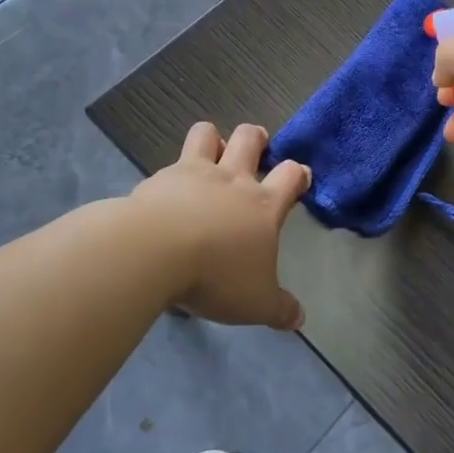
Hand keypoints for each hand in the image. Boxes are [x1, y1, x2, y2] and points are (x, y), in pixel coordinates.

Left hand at [132, 121, 310, 329]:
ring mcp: (193, 174)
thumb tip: (299, 319)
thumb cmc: (216, 275)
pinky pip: (170, 164)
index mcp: (263, 205)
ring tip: (212, 154)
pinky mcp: (159, 180)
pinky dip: (173, 173)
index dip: (298, 174)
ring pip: (208, 134)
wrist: (154, 253)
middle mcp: (232, 180)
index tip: (299, 176)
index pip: (290, 176)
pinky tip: (168, 192)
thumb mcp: (256, 302)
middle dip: (257, 138)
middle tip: (257, 149)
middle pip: (250, 138)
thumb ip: (279, 308)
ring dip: (213, 139)